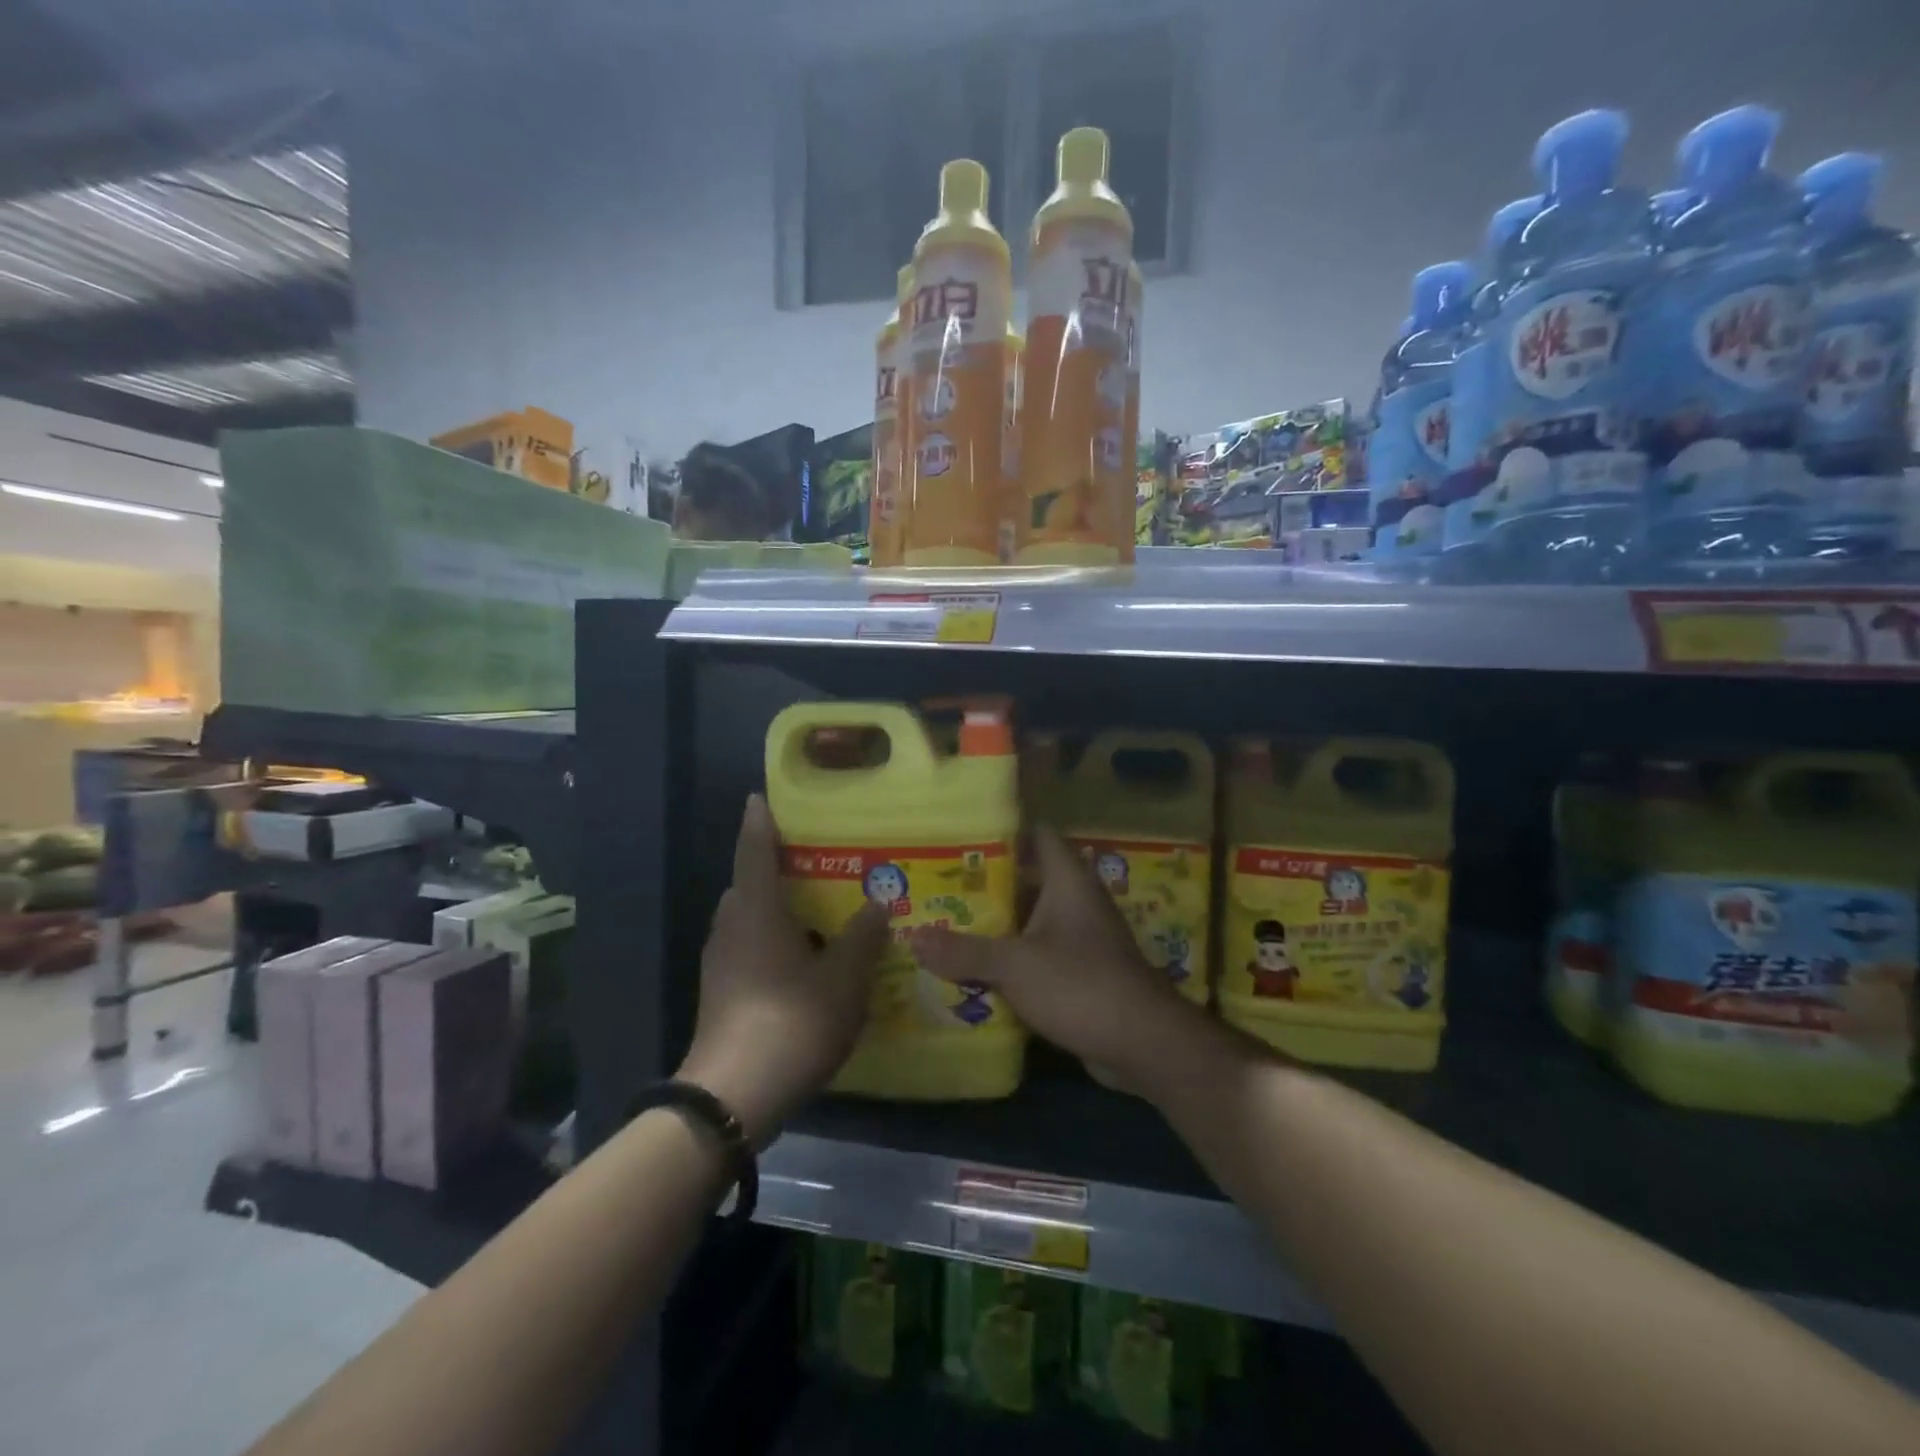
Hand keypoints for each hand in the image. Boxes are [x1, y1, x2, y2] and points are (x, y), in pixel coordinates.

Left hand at [678, 795, 887, 1143]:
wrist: (734, 1097)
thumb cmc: (791, 1021)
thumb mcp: (842, 978)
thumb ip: (862, 937)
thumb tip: (878, 903)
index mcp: (754, 910)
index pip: (754, 850)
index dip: (759, 821)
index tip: (760, 797)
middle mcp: (731, 927)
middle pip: (749, 884)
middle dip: (776, 869)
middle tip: (817, 861)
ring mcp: (721, 963)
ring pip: (749, 920)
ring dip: (777, 909)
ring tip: (818, 909)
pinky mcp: (722, 993)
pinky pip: (749, 948)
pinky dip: (774, 941)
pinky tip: (805, 959)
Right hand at [911, 826, 1201, 1091]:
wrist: (1143, 1043)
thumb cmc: (1081, 984)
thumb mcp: (1016, 965)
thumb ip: (964, 951)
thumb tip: (911, 938)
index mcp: (1068, 880)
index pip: (1037, 835)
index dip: (1002, 831)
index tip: (960, 836)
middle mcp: (1077, 901)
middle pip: (1027, 879)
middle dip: (986, 884)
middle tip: (939, 885)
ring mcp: (1081, 938)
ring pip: (1031, 919)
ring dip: (996, 924)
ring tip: (945, 922)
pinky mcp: (1080, 972)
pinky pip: (1038, 953)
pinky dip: (1011, 957)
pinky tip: (974, 967)